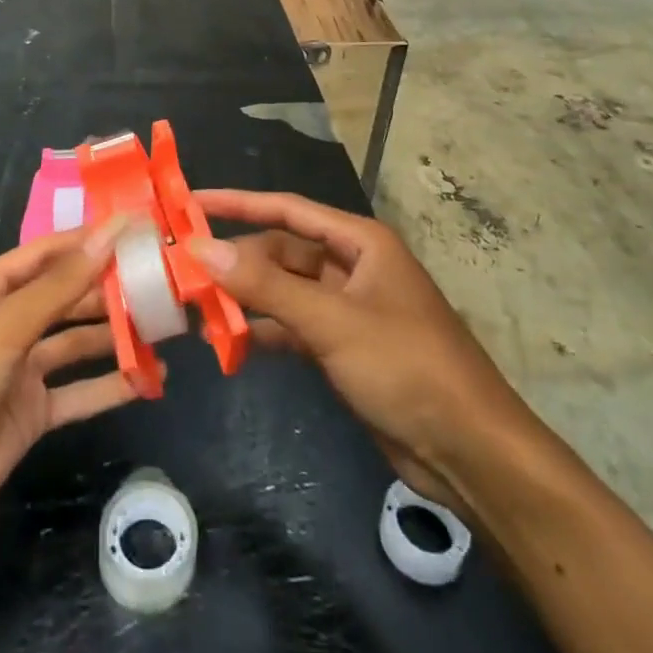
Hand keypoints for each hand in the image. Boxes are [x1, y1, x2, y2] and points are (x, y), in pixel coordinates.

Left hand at [0, 218, 142, 543]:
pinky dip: (108, 387)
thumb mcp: (4, 326)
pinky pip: (75, 393)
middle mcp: (3, 323)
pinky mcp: (29, 415)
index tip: (135, 229)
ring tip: (162, 324)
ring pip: (74, 343)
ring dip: (112, 335)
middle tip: (160, 279)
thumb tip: (111, 231)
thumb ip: (61, 284)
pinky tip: (147, 379)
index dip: (88, 241)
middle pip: (63, 297)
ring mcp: (17, 371)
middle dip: (106, 289)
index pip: (46, 254)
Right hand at [190, 190, 529, 512]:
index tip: (192, 201)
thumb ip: (265, 285)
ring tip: (195, 307)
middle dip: (237, 261)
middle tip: (183, 270)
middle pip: (282, 251)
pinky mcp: (344, 347)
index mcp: (359, 241)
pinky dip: (263, 332)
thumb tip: (202, 248)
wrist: (469, 451)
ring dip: (246, 299)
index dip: (239, 203)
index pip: (287, 209)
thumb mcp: (332, 321)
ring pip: (284, 291)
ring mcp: (347, 308)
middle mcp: (352, 266)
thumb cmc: (406, 366)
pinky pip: (292, 326)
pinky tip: (229, 343)